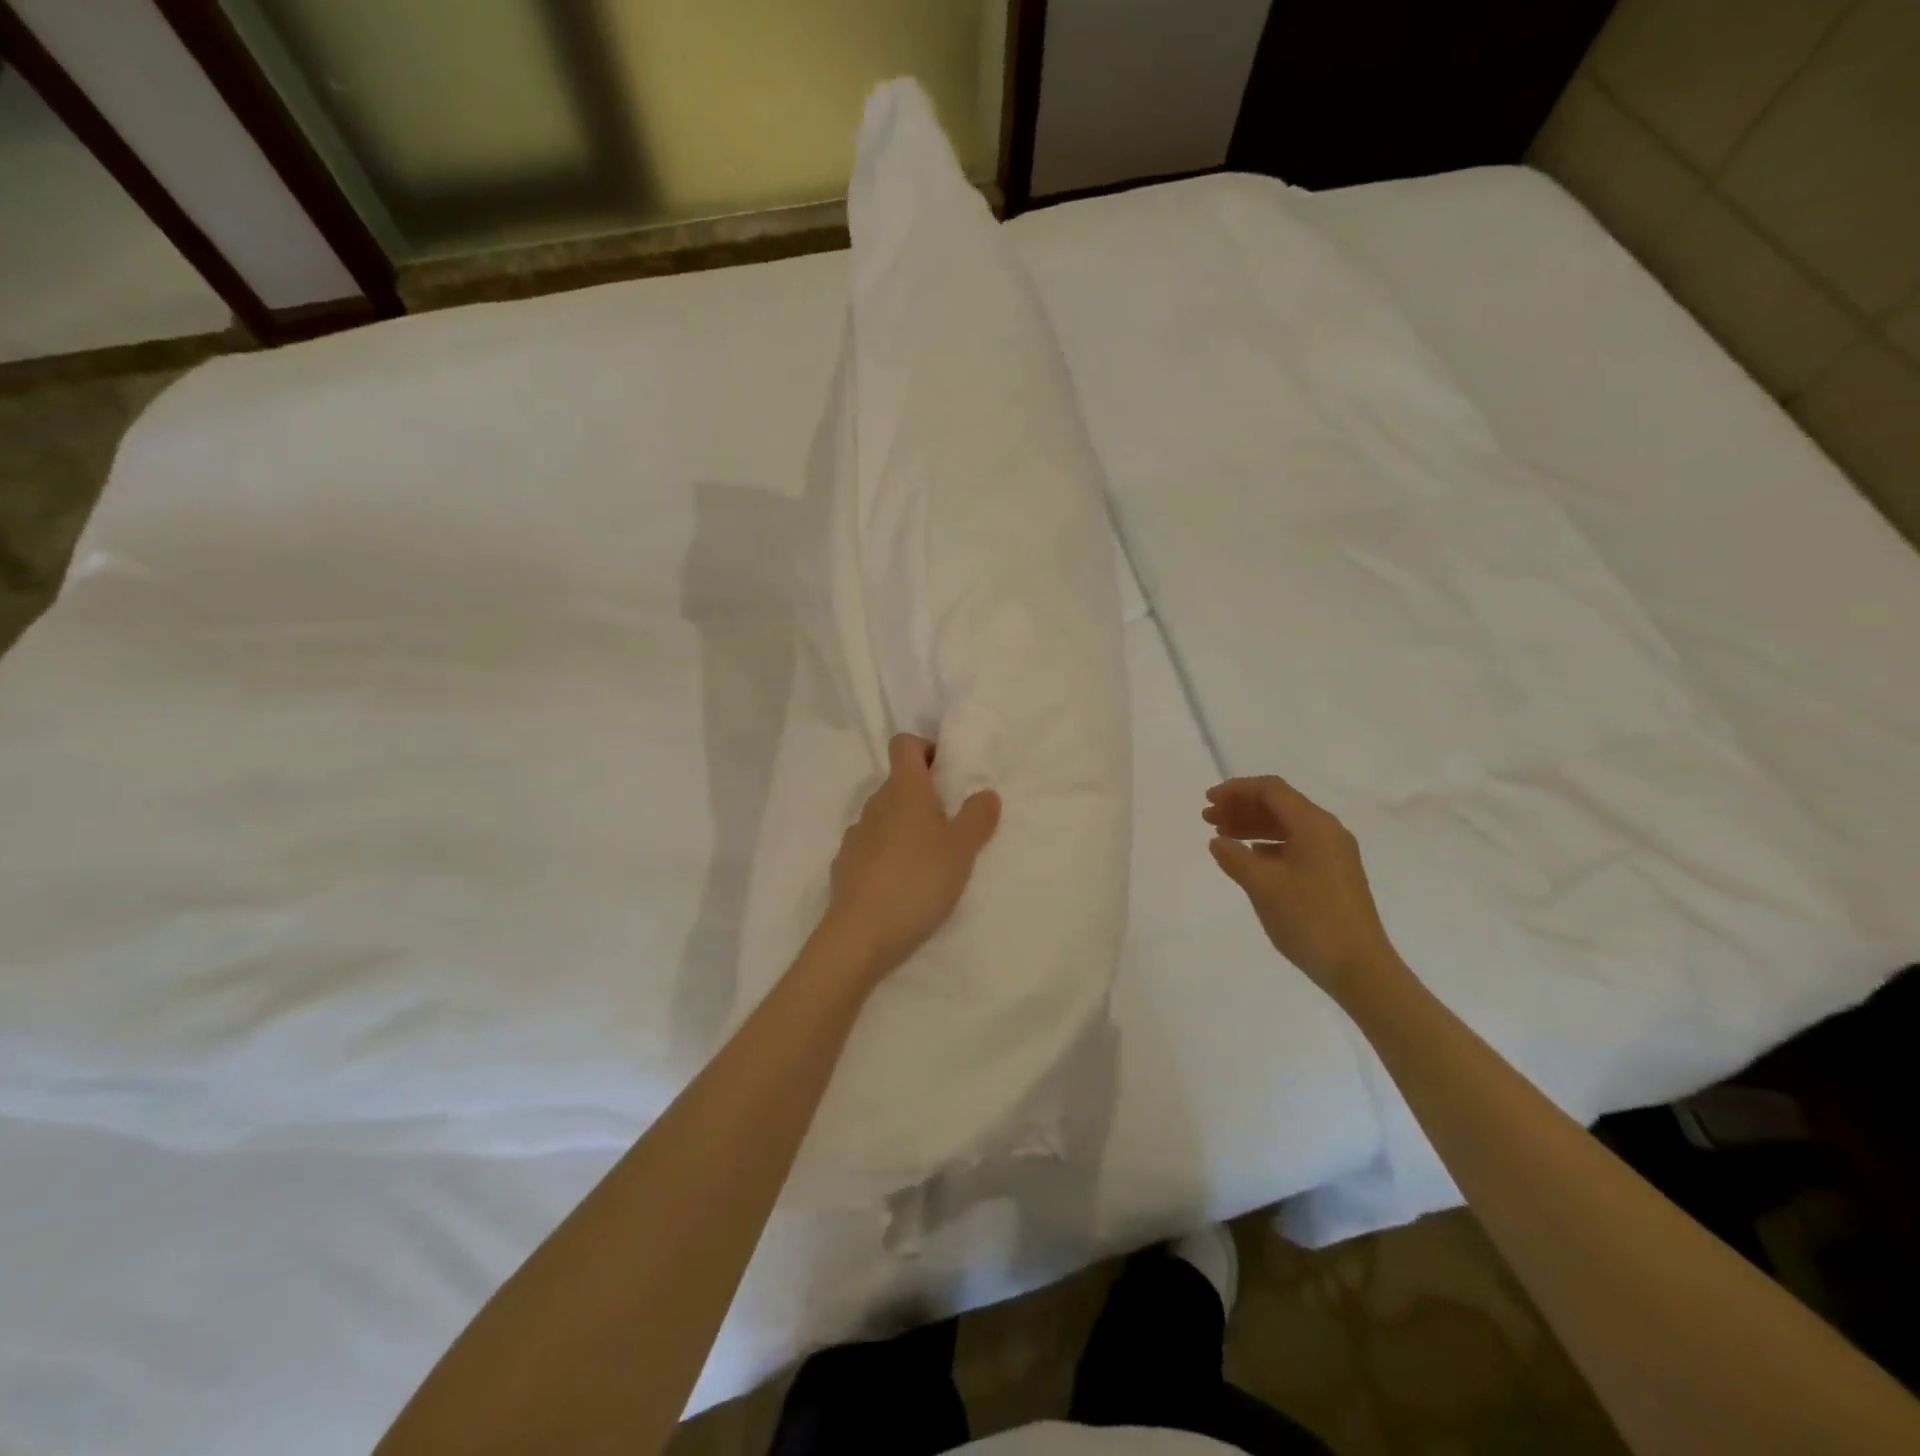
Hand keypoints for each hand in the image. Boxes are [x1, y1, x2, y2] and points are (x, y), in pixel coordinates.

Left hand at [821, 733, 1001, 983]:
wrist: (861, 934)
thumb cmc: (918, 880)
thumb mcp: (962, 849)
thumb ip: (977, 817)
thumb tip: (985, 793)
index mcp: (903, 790)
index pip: (904, 744)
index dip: (925, 749)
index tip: (946, 773)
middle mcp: (875, 804)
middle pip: (897, 783)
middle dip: (923, 795)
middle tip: (951, 823)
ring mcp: (855, 835)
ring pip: (884, 817)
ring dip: (905, 827)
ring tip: (929, 859)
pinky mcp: (845, 866)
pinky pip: (871, 847)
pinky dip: (887, 854)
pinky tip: (903, 883)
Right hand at [1203, 775, 1398, 995]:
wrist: (1359, 968)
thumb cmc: (1309, 920)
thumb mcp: (1263, 886)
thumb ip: (1235, 857)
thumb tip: (1218, 841)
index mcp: (1314, 825)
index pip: (1271, 790)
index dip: (1236, 790)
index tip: (1208, 800)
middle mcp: (1327, 831)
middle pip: (1279, 805)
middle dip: (1241, 807)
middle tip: (1208, 818)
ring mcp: (1334, 853)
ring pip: (1287, 826)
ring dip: (1252, 826)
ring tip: (1221, 837)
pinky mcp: (1334, 874)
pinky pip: (1296, 845)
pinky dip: (1268, 845)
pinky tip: (1250, 858)